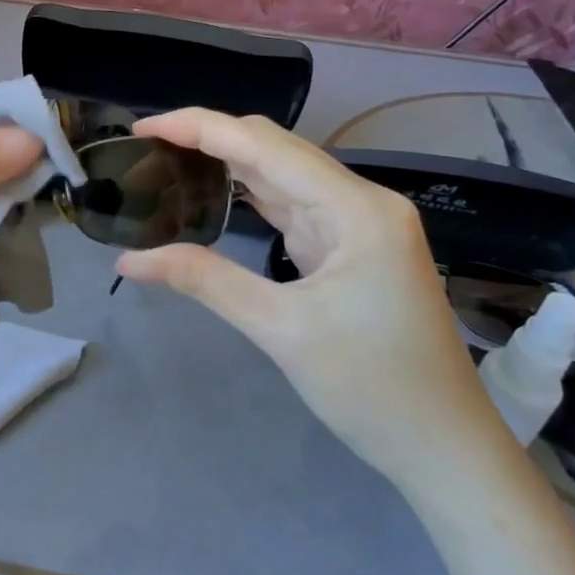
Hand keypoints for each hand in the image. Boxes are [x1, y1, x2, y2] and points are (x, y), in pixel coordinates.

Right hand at [113, 110, 509, 495]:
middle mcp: (361, 201)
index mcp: (356, 208)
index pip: (264, 145)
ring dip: (228, 164)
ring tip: (170, 161)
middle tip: (148, 146)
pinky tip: (215, 193)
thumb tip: (130, 259)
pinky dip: (250, 197)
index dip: (199, 127)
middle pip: (274, 149)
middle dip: (210, 138)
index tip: (143, 127)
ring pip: (282, 175)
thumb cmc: (372, 388)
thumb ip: (205, 280)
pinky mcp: (350, 247)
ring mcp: (358, 223)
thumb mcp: (280, 330)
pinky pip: (292, 206)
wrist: (444, 447)